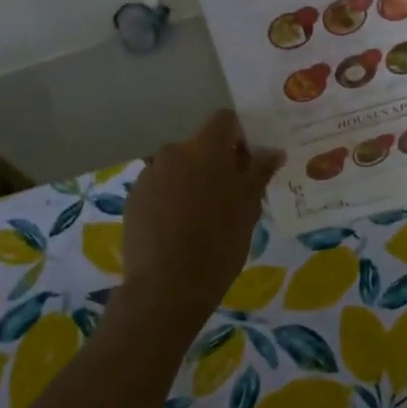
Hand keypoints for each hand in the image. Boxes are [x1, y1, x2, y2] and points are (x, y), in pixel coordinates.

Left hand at [121, 111, 283, 323]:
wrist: (166, 287)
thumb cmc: (218, 245)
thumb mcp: (248, 209)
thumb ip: (259, 173)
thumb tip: (273, 151)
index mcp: (205, 149)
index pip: (224, 120)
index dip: (239, 135)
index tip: (248, 163)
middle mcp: (173, 152)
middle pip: (200, 145)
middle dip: (216, 162)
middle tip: (230, 195)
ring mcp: (149, 175)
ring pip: (179, 166)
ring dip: (192, 180)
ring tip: (202, 216)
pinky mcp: (133, 198)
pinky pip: (160, 186)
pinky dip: (171, 197)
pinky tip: (179, 228)